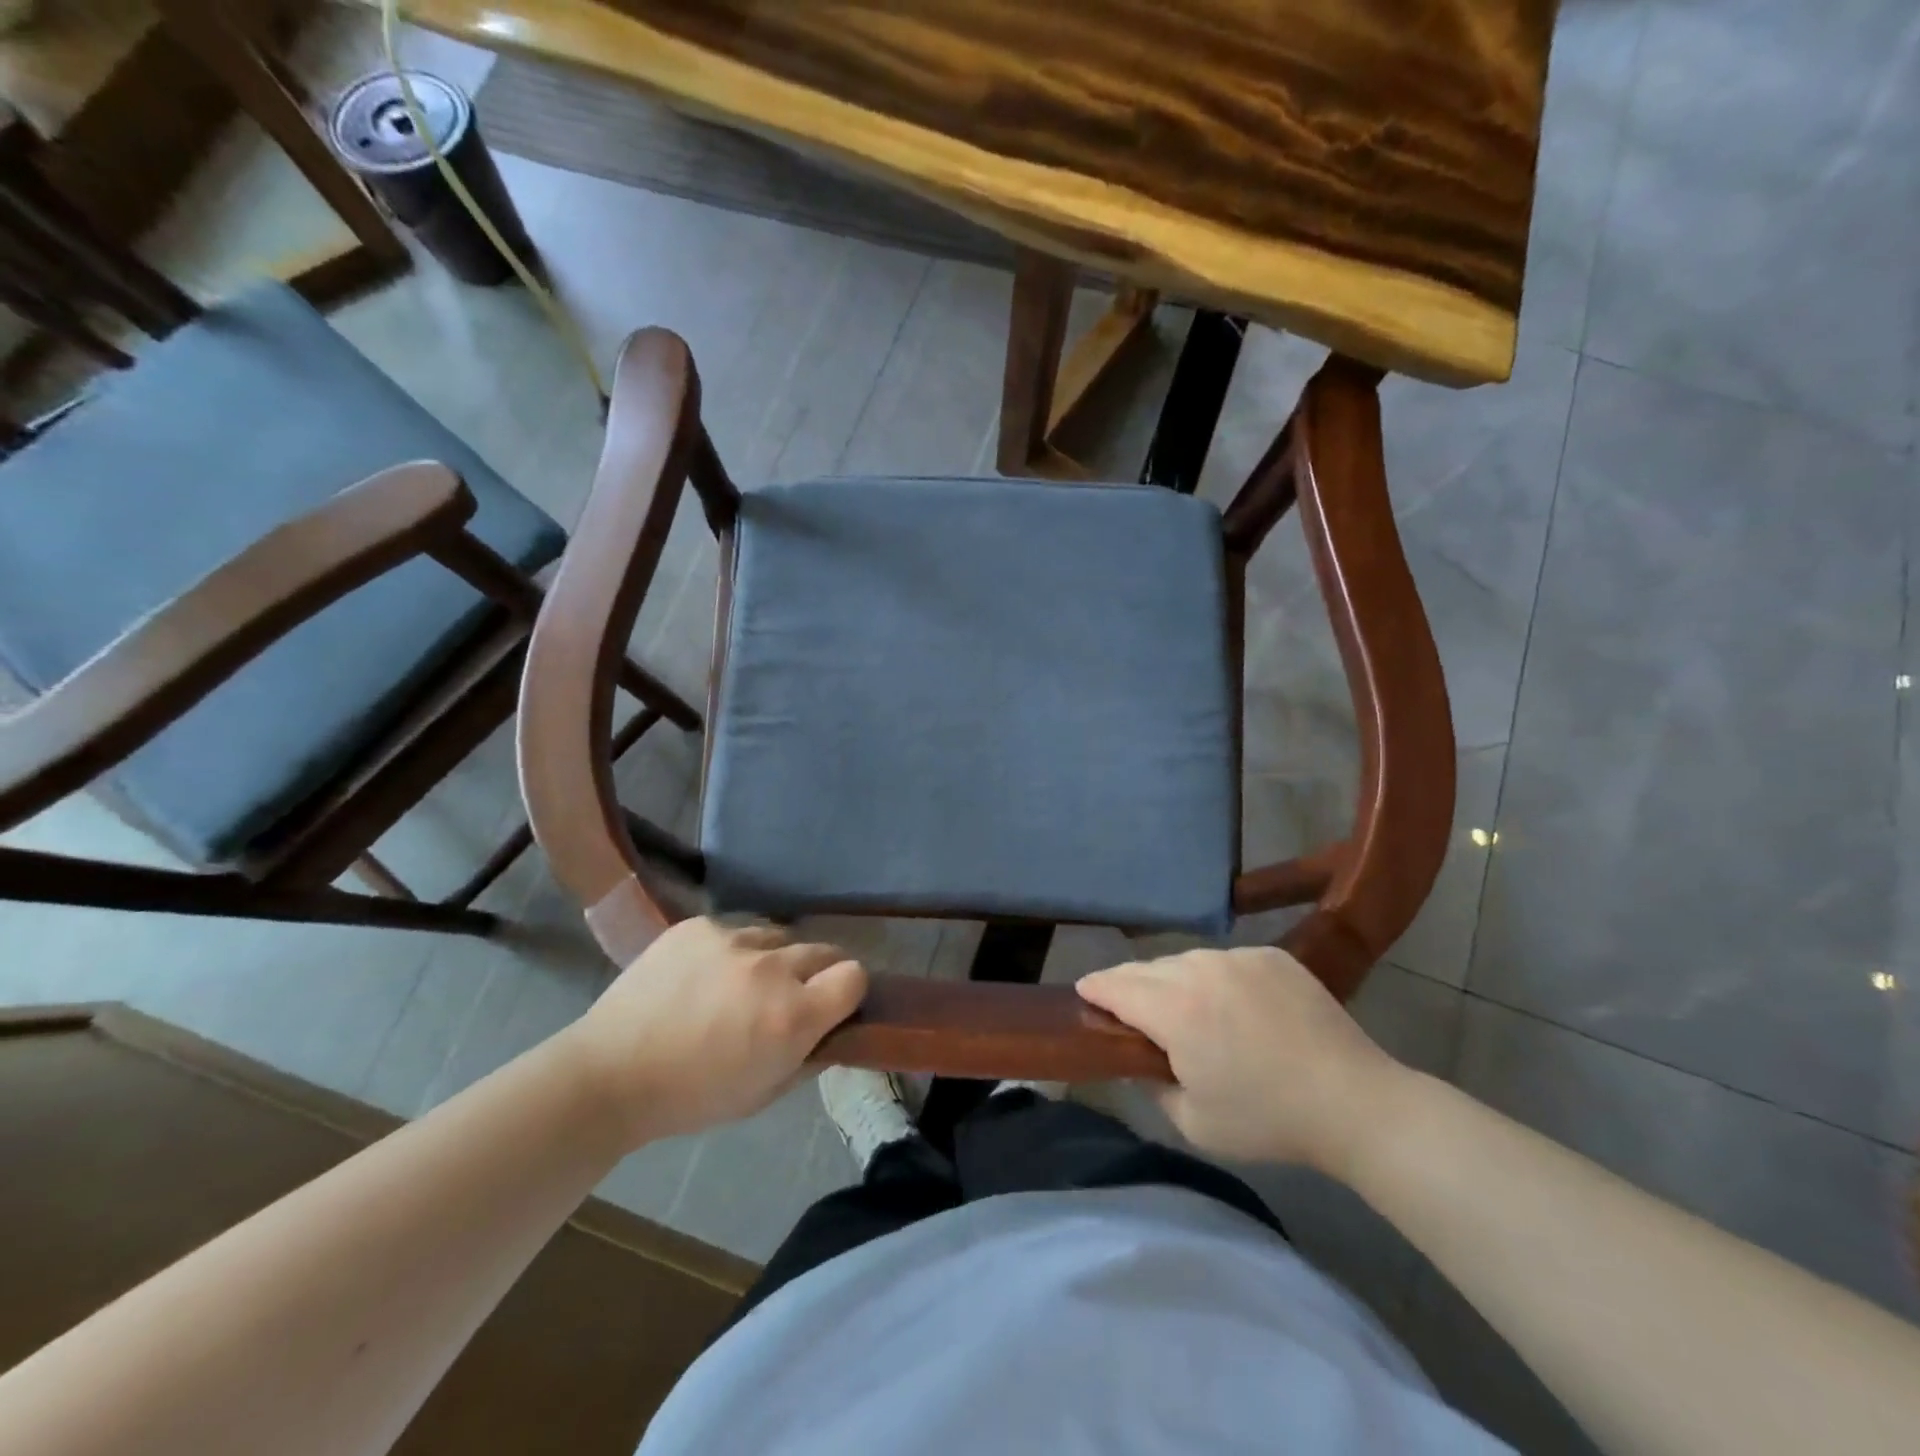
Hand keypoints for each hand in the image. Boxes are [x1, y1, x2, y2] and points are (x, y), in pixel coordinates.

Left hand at [562, 917, 865, 1147]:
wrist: (610, 1073)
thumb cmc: (692, 1097)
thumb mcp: (764, 1094)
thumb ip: (810, 1057)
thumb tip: (834, 1029)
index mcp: (793, 1015)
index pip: (854, 976)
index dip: (848, 991)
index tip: (832, 1005)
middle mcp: (772, 968)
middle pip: (823, 951)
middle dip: (815, 974)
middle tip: (787, 997)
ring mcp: (733, 939)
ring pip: (779, 936)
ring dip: (774, 958)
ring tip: (742, 983)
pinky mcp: (699, 926)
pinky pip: (736, 928)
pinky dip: (733, 949)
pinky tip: (705, 974)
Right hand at [1076, 947, 1407, 1176]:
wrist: (1354, 1101)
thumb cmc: (1268, 1120)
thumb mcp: (1193, 1122)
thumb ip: (1152, 1085)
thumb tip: (1141, 1060)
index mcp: (1175, 1011)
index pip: (1116, 986)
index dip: (1095, 989)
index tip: (1084, 993)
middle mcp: (1200, 970)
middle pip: (1148, 969)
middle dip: (1131, 985)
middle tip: (1130, 1009)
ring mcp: (1239, 957)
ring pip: (1187, 960)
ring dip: (1174, 980)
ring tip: (1184, 1007)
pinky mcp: (1271, 956)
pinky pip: (1226, 960)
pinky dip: (1216, 978)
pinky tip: (1232, 1005)